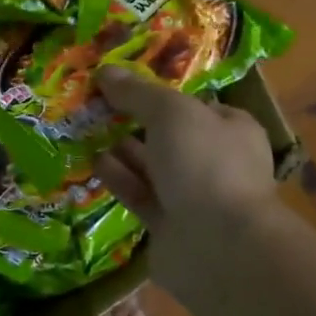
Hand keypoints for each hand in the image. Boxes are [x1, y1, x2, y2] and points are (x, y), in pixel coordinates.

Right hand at [91, 68, 280, 269]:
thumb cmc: (204, 164)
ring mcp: (192, 196)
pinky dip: (119, 179)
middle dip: (133, 123)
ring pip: (151, 167)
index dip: (157, 94)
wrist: (217, 245)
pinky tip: (93, 162)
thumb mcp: (171, 113)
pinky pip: (140, 195)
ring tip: (85, 131)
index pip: (192, 105)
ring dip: (121, 150)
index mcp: (230, 129)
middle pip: (168, 136)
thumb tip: (105, 71)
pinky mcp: (168, 224)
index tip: (120, 86)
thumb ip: (137, 93)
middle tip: (94, 108)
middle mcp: (214, 161)